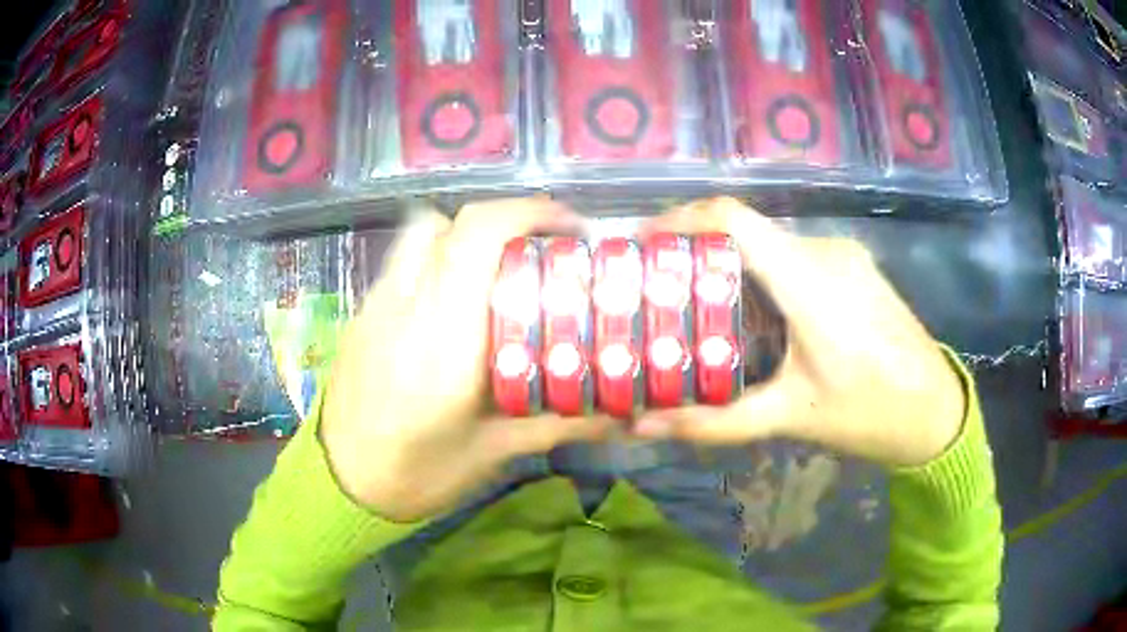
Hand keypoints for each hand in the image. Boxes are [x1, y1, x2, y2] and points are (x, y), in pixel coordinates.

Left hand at [321, 200, 613, 522]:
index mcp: (444, 337)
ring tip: (495, 271)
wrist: (341, 484)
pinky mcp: (362, 312)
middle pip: (450, 222)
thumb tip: (626, 414)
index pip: (477, 237)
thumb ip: (562, 422)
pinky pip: (405, 261)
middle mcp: (406, 305)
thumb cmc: (418, 473)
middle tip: (538, 253)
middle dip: (503, 222)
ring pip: (422, 234)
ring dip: (466, 236)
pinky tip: (454, 303)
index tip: (570, 229)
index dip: (528, 214)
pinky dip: (438, 260)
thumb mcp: (496, 452)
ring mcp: (377, 304)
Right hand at [634, 198, 966, 467]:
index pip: (734, 219)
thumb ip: (715, 422)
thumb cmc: (869, 413)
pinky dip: (762, 274)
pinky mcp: (854, 265)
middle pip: (746, 231)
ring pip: (770, 244)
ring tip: (699, 306)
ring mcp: (843, 254)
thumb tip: (643, 426)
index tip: (639, 242)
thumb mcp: (790, 417)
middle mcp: (825, 251)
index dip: (680, 219)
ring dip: (731, 266)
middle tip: (658, 288)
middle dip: (697, 252)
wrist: (935, 410)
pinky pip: (795, 256)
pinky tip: (756, 316)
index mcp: (810, 281)